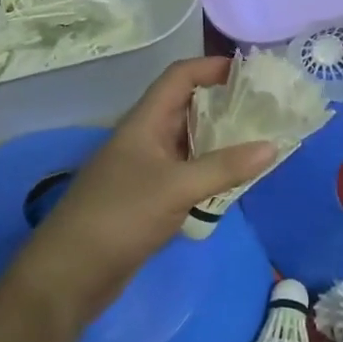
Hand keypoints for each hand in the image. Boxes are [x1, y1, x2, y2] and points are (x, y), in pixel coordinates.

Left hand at [10, 58, 276, 324]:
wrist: (69, 275)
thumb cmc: (119, 216)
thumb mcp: (176, 188)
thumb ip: (224, 167)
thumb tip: (273, 146)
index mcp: (145, 121)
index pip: (180, 77)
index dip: (212, 66)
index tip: (251, 71)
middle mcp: (146, 137)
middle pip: (188, 106)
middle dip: (225, 102)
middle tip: (266, 106)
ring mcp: (147, 169)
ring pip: (190, 141)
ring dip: (221, 138)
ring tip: (261, 137)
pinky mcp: (150, 198)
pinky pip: (188, 172)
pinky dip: (212, 170)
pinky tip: (237, 178)